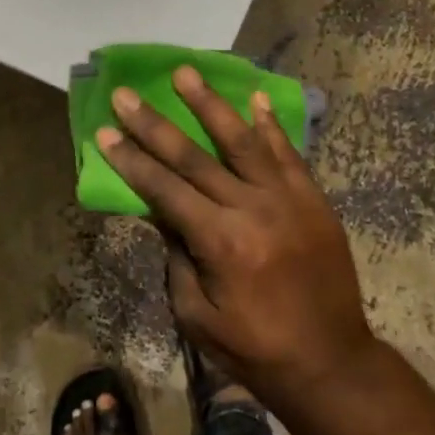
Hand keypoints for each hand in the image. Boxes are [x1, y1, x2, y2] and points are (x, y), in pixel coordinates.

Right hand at [97, 68, 377, 408]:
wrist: (330, 362)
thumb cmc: (254, 348)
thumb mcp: (196, 313)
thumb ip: (176, 255)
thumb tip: (160, 210)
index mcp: (220, 242)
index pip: (165, 189)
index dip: (132, 160)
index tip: (105, 131)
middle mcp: (253, 210)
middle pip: (196, 158)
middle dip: (156, 124)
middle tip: (128, 94)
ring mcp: (288, 200)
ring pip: (243, 141)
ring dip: (211, 105)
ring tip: (186, 72)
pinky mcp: (313, 201)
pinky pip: (288, 154)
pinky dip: (270, 126)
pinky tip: (254, 99)